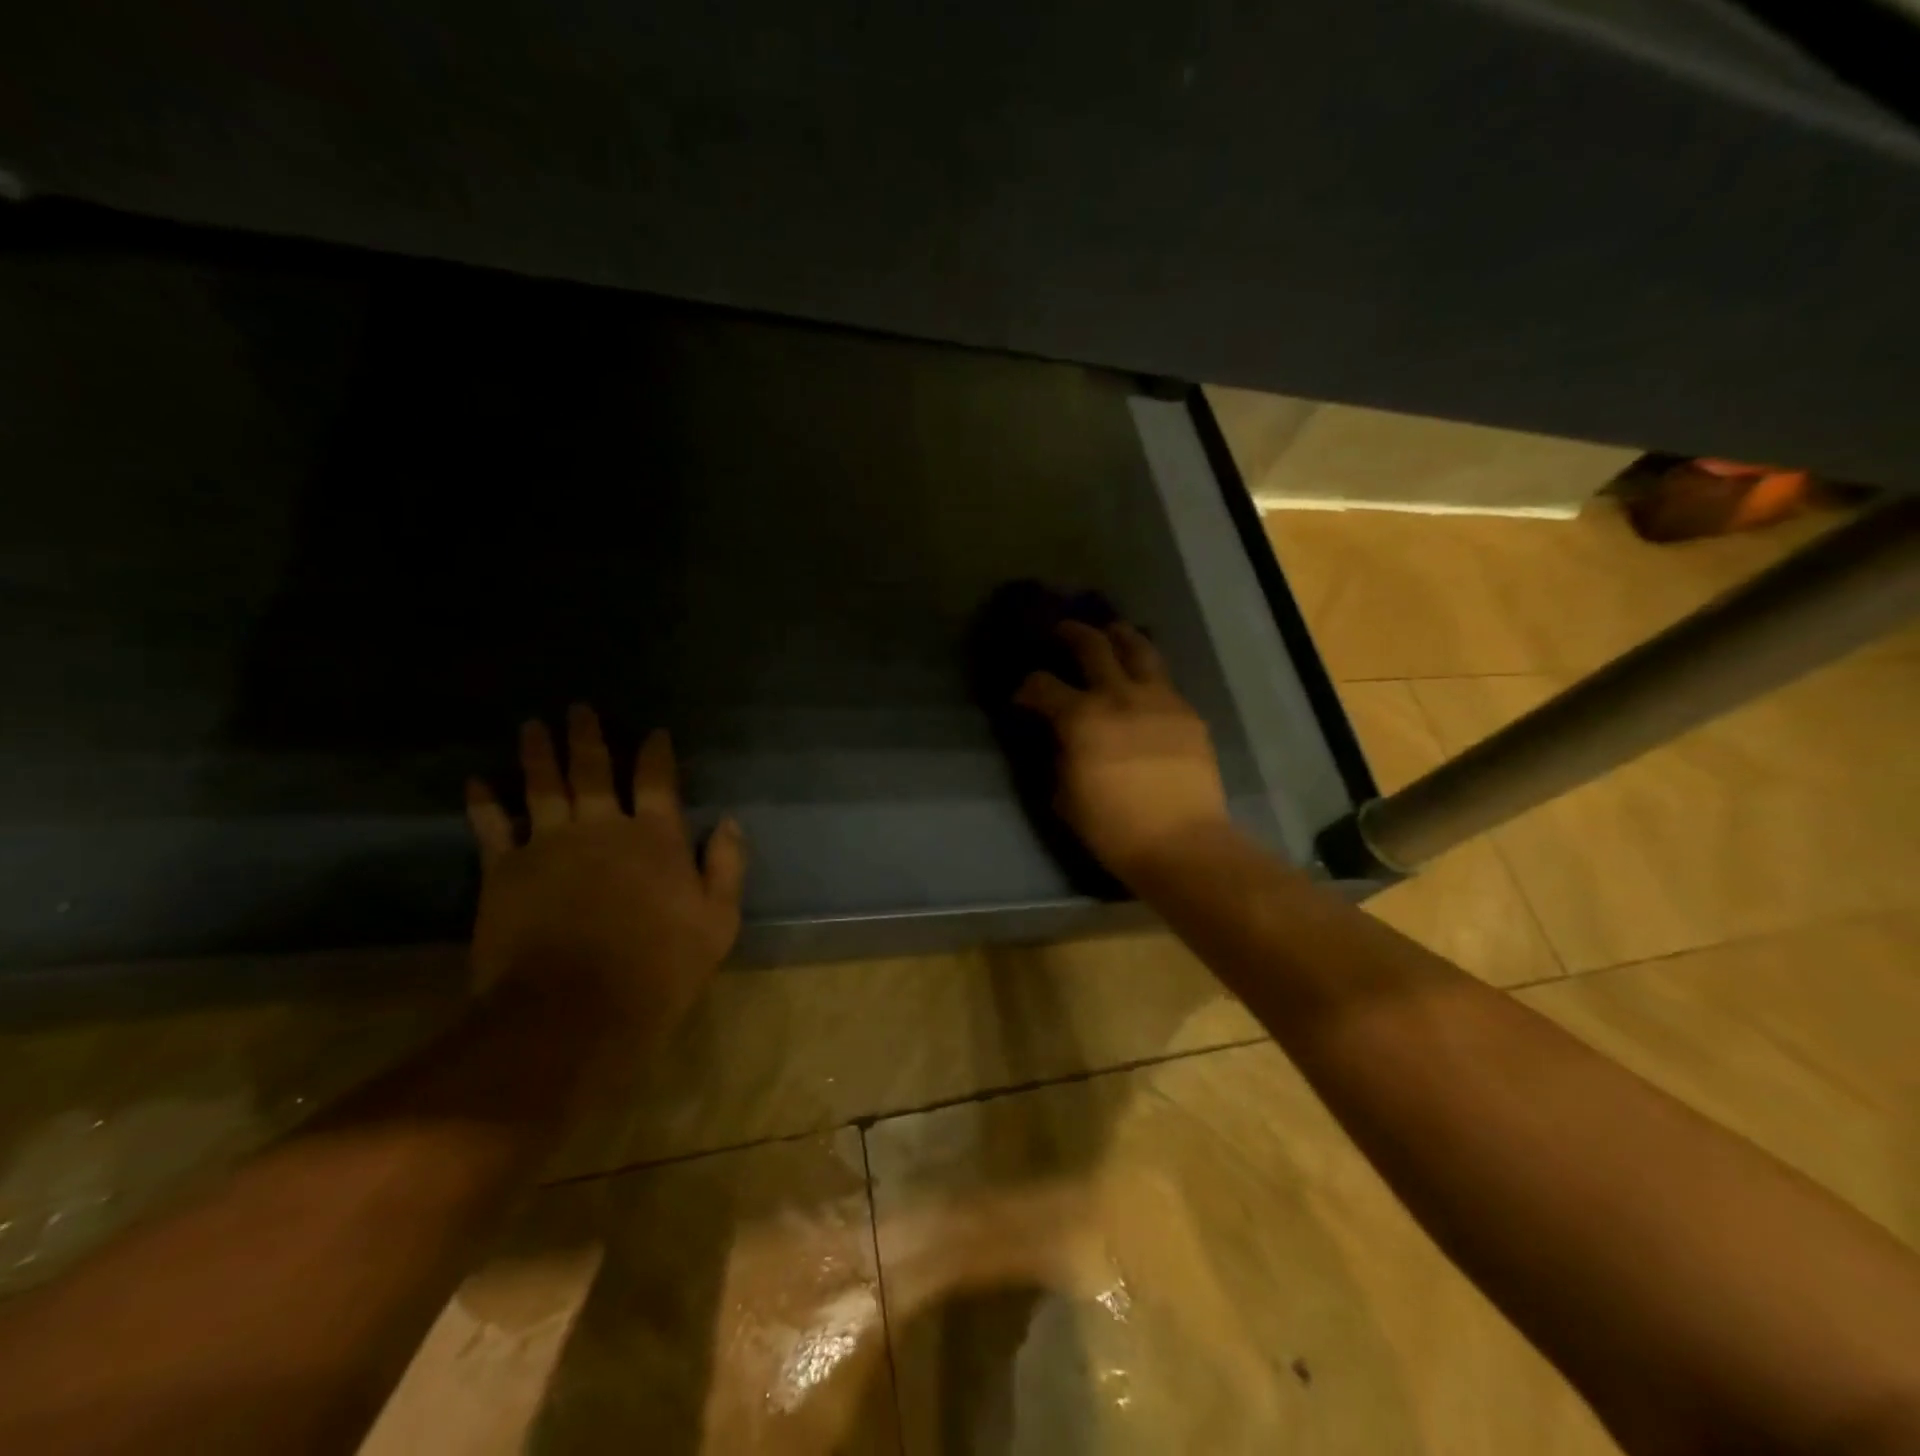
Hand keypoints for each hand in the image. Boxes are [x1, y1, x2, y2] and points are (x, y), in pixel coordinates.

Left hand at [464, 706, 744, 1043]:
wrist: (574, 1010)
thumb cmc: (658, 968)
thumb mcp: (718, 922)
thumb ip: (726, 866)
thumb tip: (729, 821)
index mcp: (656, 837)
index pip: (658, 780)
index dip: (656, 752)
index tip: (655, 732)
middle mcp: (602, 827)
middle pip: (593, 769)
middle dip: (588, 736)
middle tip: (578, 708)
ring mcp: (549, 844)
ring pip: (542, 785)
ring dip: (538, 752)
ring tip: (532, 725)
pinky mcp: (505, 870)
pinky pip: (492, 825)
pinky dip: (484, 801)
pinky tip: (477, 780)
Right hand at [1013, 619, 1233, 885]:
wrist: (1182, 843)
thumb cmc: (1113, 828)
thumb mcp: (1065, 795)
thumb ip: (1059, 754)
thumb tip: (1059, 736)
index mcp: (1082, 718)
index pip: (1043, 685)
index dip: (1027, 687)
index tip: (1023, 695)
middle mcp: (1119, 696)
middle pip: (1092, 645)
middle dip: (1071, 634)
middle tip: (1062, 632)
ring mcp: (1159, 699)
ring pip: (1138, 648)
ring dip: (1119, 636)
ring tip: (1111, 633)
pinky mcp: (1187, 713)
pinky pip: (1164, 680)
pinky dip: (1147, 673)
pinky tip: (1144, 684)